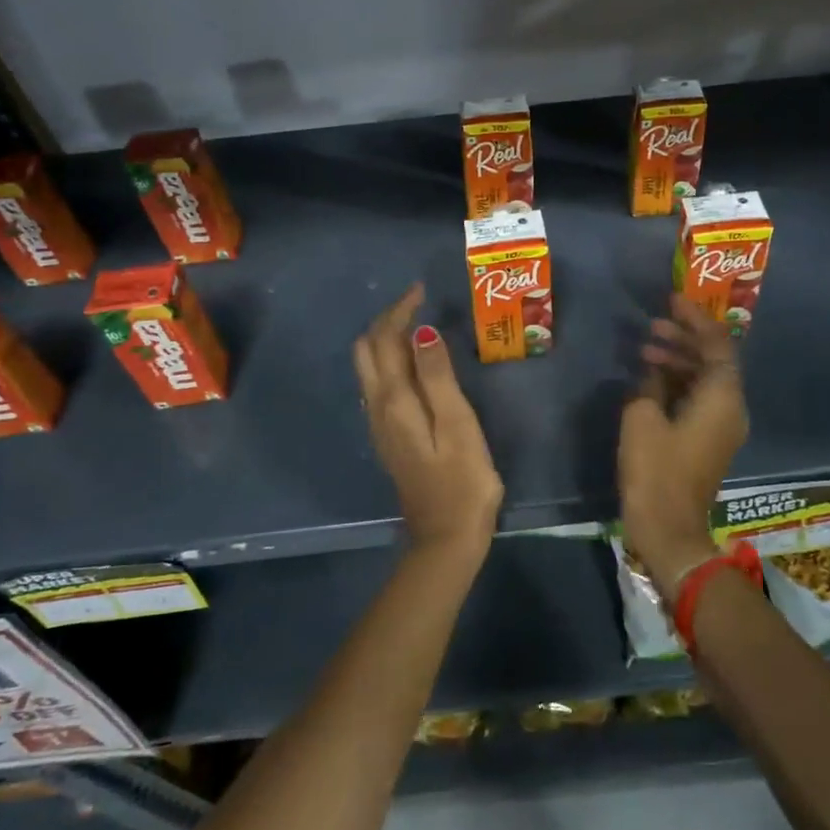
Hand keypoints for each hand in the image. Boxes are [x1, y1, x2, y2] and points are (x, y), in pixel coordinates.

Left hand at [353, 283, 503, 556]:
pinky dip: (391, 361)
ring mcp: (380, 425)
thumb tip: (421, 331)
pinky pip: (379, 385)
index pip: (384, 340)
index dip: (400, 311)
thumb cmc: (462, 480)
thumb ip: (437, 376)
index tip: (422, 291)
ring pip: (370, 368)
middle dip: (387, 321)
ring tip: (418, 326)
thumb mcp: (457, 424)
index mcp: (394, 400)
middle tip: (418, 304)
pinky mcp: (390, 438)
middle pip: (368, 351)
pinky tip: (415, 365)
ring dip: (387, 340)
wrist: (446, 538)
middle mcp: (378, 408)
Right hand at [618, 297, 748, 596]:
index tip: (672, 300)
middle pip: (713, 359)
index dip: (695, 318)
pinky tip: (650, 378)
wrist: (669, 528)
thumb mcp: (642, 417)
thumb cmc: (656, 469)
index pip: (717, 343)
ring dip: (678, 361)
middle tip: (652, 324)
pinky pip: (699, 398)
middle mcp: (730, 407)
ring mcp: (722, 426)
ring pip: (704, 379)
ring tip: (644, 349)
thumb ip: (651, 384)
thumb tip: (655, 374)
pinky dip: (678, 383)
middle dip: (684, 338)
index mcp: (722, 397)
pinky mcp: (709, 441)